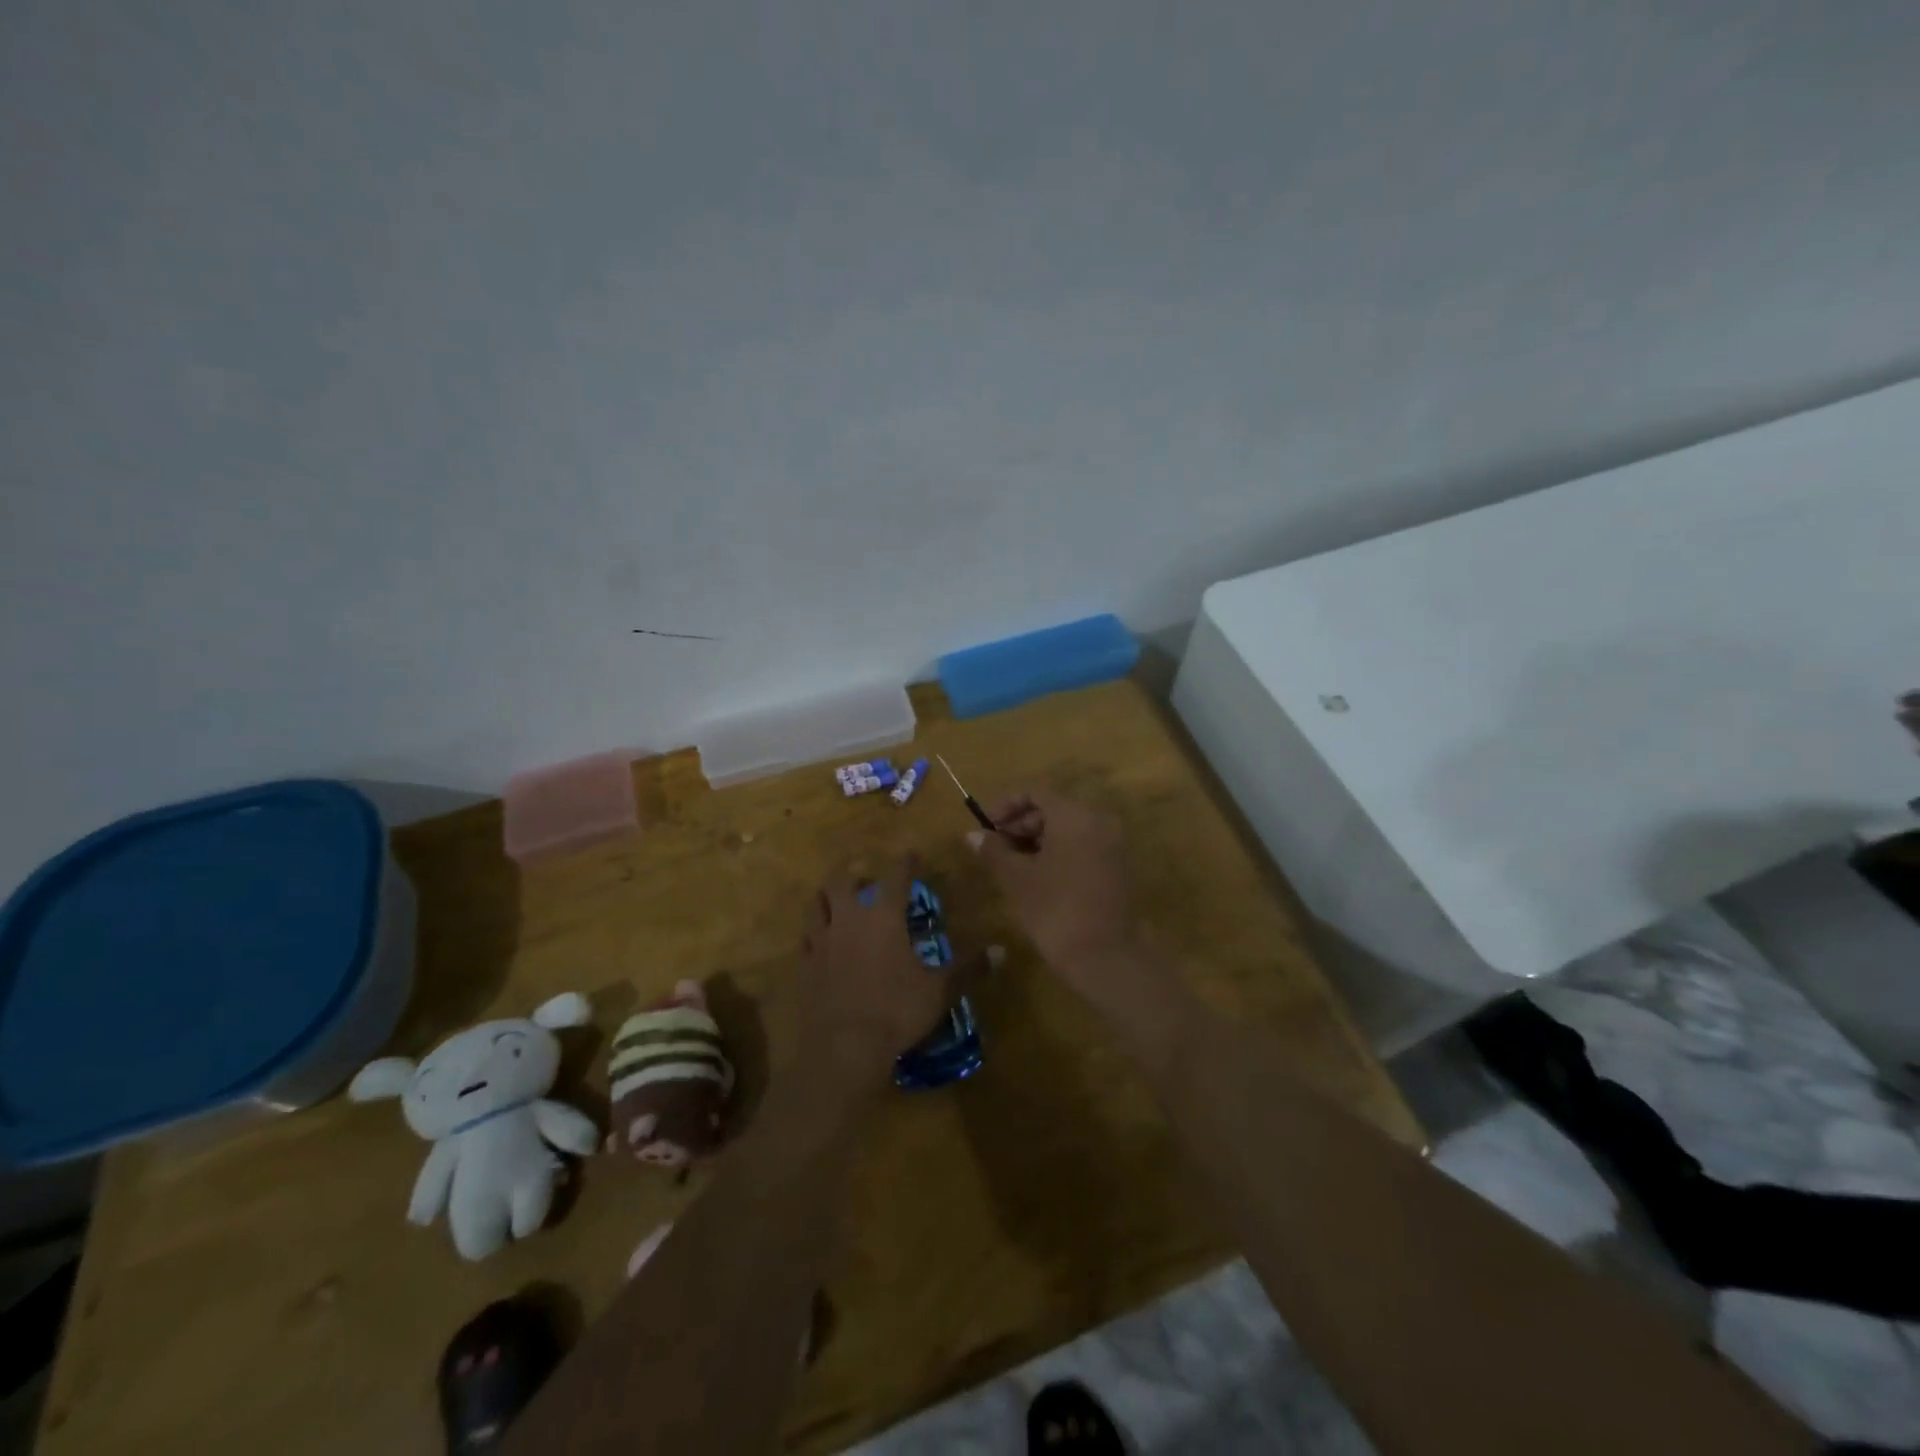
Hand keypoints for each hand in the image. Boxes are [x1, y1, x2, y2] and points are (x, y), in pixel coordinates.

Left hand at [791, 857, 989, 1100]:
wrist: (842, 1048)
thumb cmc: (896, 1011)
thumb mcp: (940, 990)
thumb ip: (968, 967)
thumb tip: (1002, 951)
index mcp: (883, 917)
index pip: (895, 876)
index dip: (905, 863)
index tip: (911, 855)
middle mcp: (849, 919)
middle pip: (842, 881)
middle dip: (852, 873)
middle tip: (864, 878)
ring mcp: (821, 941)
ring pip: (816, 904)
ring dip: (827, 896)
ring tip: (836, 900)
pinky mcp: (804, 966)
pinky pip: (805, 938)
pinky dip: (814, 932)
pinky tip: (821, 941)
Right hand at [969, 790, 1138, 986]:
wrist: (1107, 958)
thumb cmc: (1055, 910)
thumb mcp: (1016, 879)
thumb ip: (993, 850)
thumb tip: (972, 835)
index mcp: (1075, 814)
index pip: (1034, 791)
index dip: (1004, 805)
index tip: (985, 827)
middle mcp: (1099, 820)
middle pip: (1053, 808)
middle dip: (1020, 824)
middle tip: (995, 849)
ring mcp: (1113, 844)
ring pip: (1068, 829)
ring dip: (1037, 840)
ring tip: (1011, 866)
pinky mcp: (1117, 867)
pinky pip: (1082, 846)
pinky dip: (1058, 853)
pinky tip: (1037, 878)